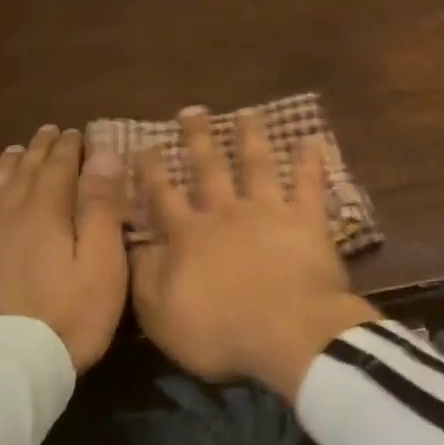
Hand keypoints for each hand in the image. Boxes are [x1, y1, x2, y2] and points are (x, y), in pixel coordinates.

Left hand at [0, 126, 128, 370]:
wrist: (5, 368)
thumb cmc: (69, 316)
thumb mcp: (102, 262)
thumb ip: (102, 207)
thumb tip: (103, 154)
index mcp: (46, 214)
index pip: (58, 169)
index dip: (68, 148)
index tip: (75, 131)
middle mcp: (7, 217)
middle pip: (23, 175)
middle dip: (38, 151)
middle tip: (47, 132)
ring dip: (3, 169)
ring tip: (11, 152)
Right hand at [130, 107, 378, 402]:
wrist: (289, 333)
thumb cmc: (221, 334)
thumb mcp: (162, 316)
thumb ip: (144, 277)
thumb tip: (132, 244)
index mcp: (189, 237)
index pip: (163, 196)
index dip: (151, 171)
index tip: (143, 145)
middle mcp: (226, 214)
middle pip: (209, 169)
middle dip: (198, 138)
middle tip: (192, 110)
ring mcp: (269, 211)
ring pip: (257, 164)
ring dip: (251, 136)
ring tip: (248, 112)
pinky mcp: (307, 219)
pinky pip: (309, 182)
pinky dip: (310, 160)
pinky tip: (311, 139)